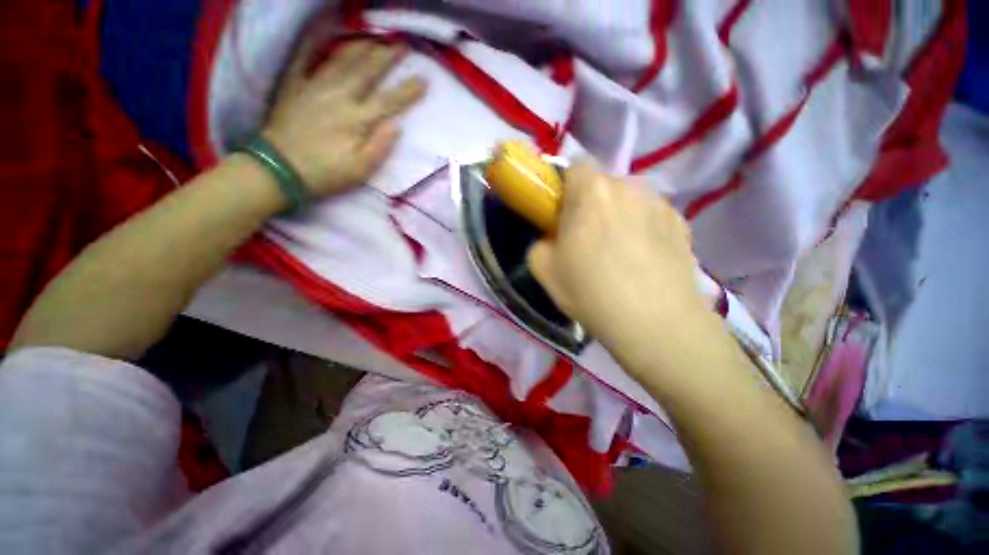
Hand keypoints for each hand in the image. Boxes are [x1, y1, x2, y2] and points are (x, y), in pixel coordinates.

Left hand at [263, 37, 426, 196]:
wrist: (279, 168)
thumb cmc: (326, 173)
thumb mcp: (361, 169)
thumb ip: (380, 146)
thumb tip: (397, 125)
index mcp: (358, 119)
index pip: (389, 101)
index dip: (408, 90)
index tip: (424, 79)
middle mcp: (339, 96)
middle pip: (367, 71)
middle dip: (387, 57)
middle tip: (401, 45)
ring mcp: (315, 87)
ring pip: (342, 60)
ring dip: (361, 48)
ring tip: (374, 39)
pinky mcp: (296, 87)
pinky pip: (306, 59)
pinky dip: (316, 45)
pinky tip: (325, 37)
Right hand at [527, 163, 711, 353]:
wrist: (653, 323)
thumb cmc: (590, 292)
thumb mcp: (544, 270)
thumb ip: (539, 244)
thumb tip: (551, 239)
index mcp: (591, 192)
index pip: (575, 166)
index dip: (566, 188)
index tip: (564, 215)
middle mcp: (629, 186)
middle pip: (603, 184)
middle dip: (591, 204)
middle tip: (588, 238)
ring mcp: (660, 203)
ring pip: (629, 199)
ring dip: (619, 215)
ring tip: (619, 251)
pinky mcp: (682, 222)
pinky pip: (652, 215)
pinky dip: (643, 228)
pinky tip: (643, 259)